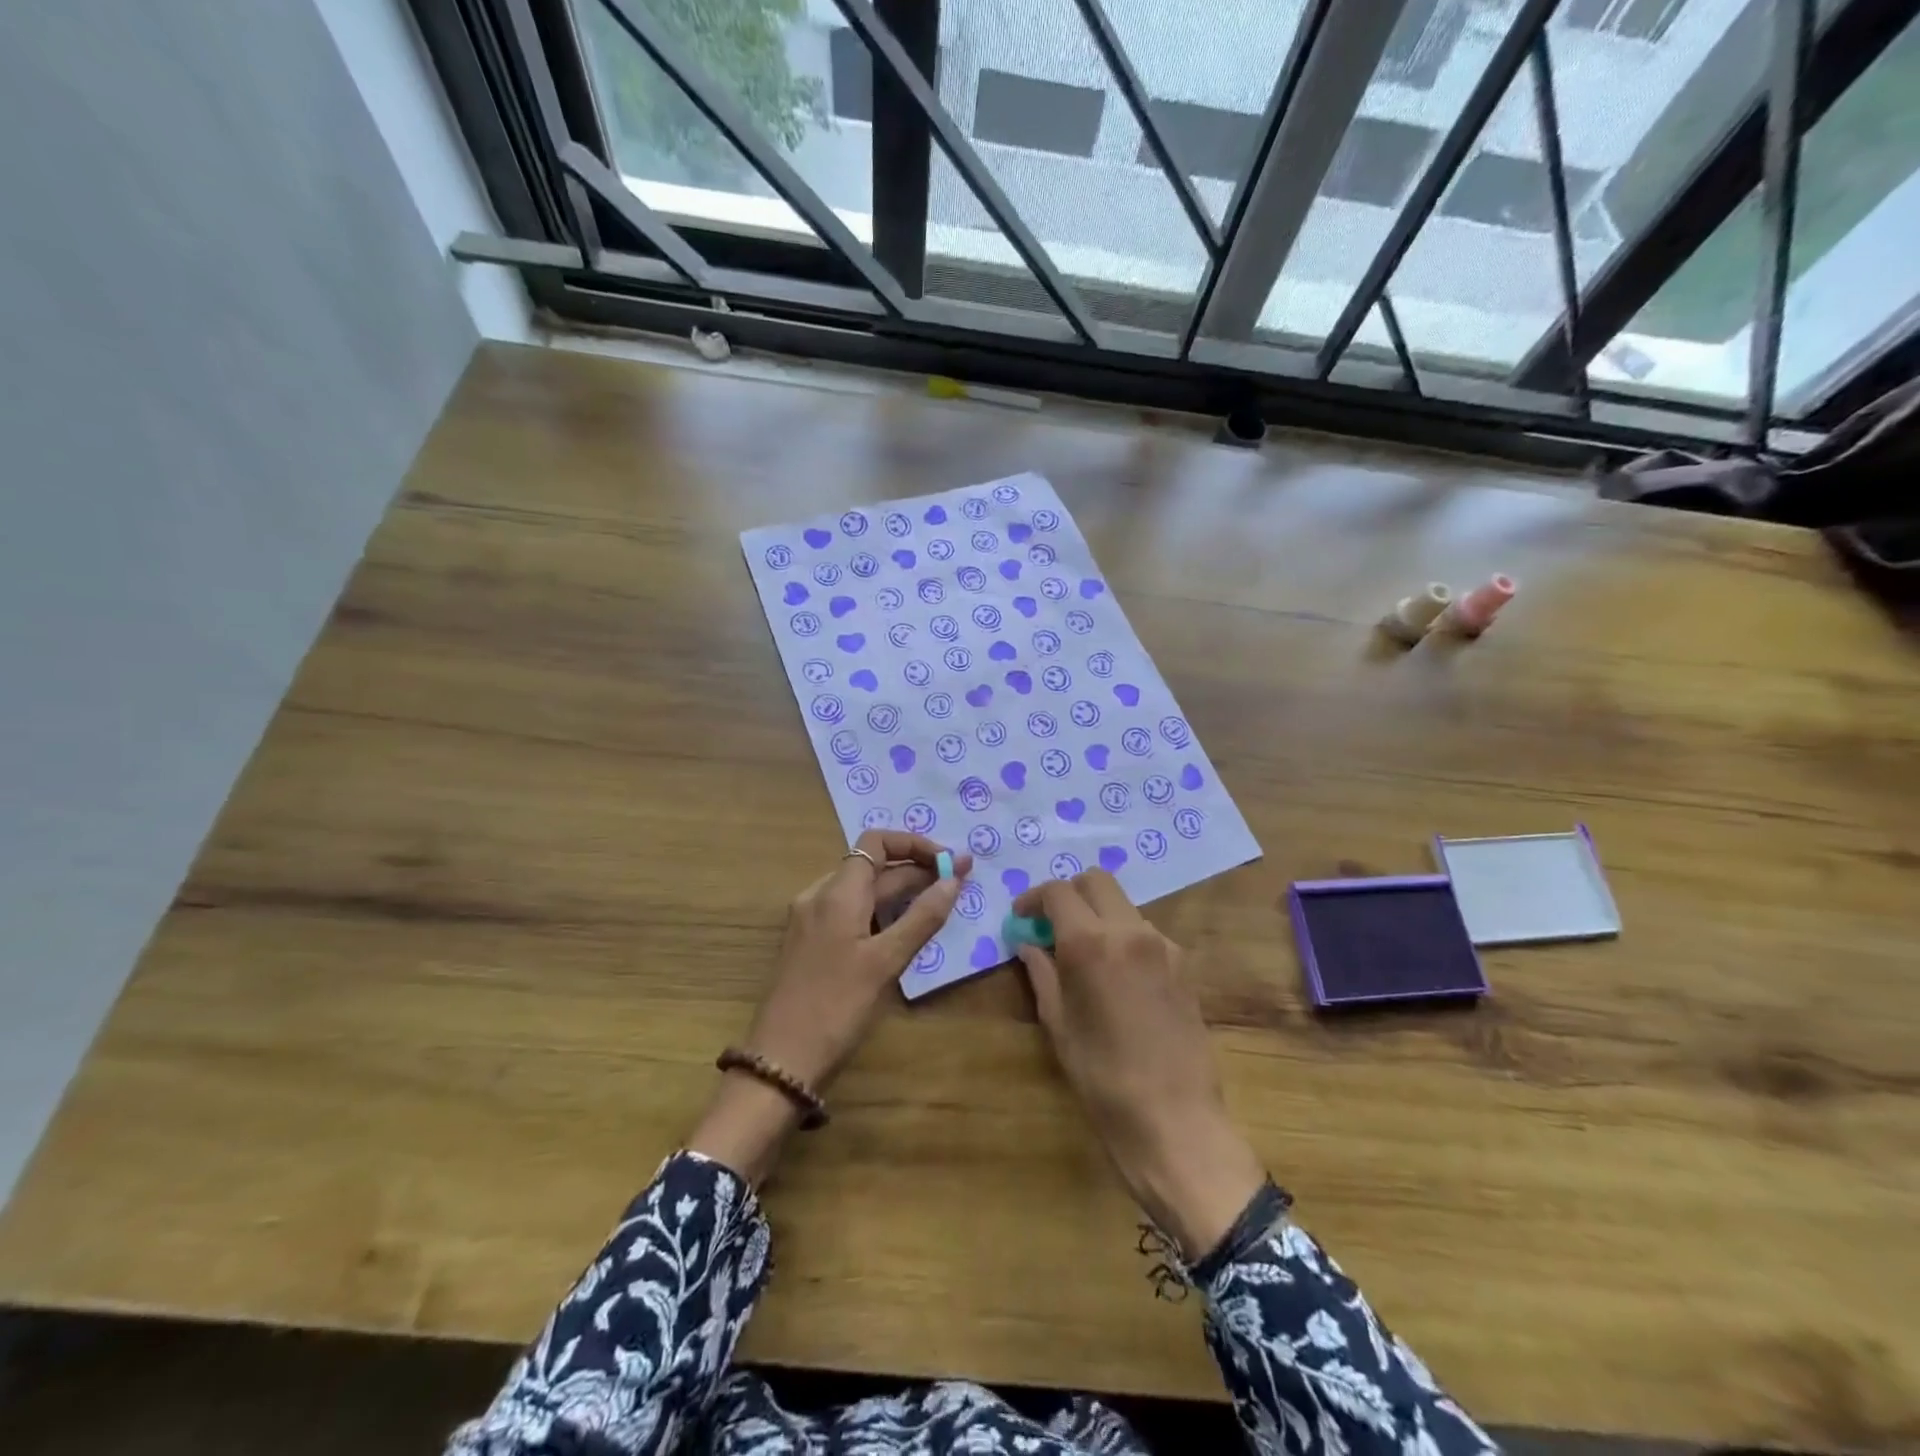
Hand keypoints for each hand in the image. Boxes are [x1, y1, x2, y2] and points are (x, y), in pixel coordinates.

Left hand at [688, 831, 968, 1183]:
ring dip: (902, 892)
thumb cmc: (836, 1007)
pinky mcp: (810, 944)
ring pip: (863, 892)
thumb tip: (953, 879)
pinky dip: (881, 912)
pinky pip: (851, 913)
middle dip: (917, 870)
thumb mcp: (886, 962)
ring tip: (940, 903)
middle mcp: (820, 896)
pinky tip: (904, 930)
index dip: (916, 845)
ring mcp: (811, 920)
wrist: (780, 1060)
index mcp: (837, 892)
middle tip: (962, 882)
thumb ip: (922, 917)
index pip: (877, 843)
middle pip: (873, 867)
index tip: (952, 862)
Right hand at [1013, 871, 1264, 1260]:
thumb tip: (1029, 945)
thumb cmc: (1103, 1078)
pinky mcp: (1183, 964)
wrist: (1176, 1120)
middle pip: (1096, 881)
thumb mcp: (1059, 1025)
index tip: (1022, 917)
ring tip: (1082, 952)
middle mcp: (1130, 930)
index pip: (1058, 891)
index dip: (1033, 898)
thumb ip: (1042, 973)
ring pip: (1123, 904)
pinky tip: (1115, 975)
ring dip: (1098, 914)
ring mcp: (1163, 944)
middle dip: (1069, 893)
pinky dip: (1123, 936)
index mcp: (1091, 942)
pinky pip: (1144, 932)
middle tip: (1051, 923)